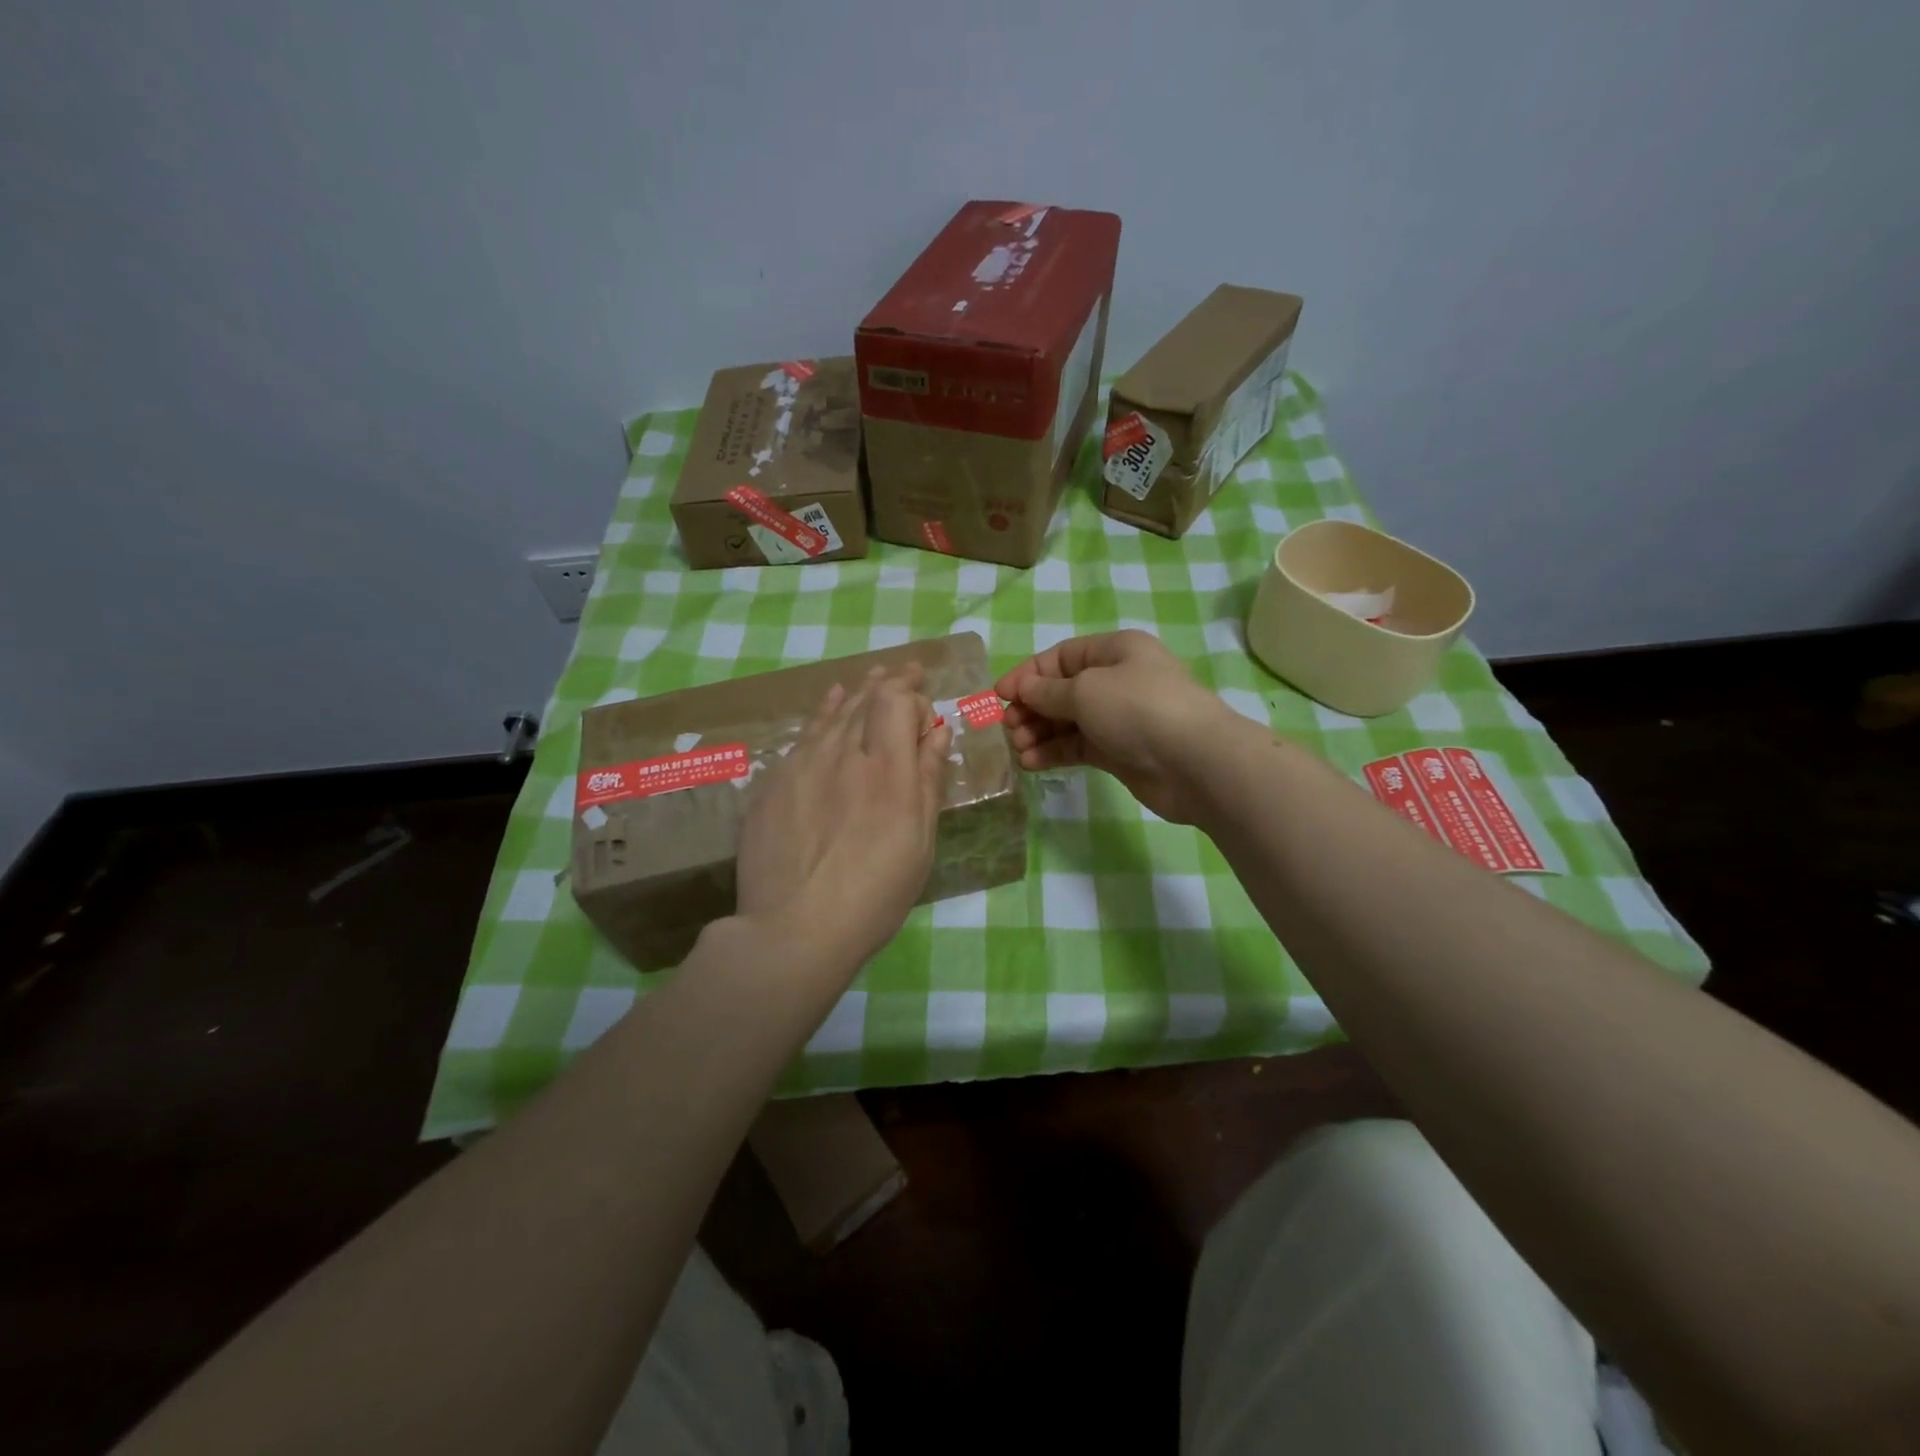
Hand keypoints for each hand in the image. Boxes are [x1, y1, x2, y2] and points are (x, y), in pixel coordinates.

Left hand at [735, 666, 952, 976]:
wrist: (793, 928)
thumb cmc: (874, 894)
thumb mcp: (918, 841)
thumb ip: (927, 779)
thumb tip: (936, 730)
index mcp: (887, 769)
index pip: (897, 702)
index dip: (912, 695)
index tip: (924, 707)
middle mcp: (843, 753)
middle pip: (865, 700)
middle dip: (889, 682)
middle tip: (905, 670)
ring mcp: (801, 764)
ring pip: (832, 713)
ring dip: (856, 693)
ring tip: (870, 677)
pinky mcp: (772, 782)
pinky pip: (803, 736)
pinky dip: (821, 715)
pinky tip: (828, 707)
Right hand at [994, 631, 1236, 823]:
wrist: (1194, 761)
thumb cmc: (1137, 709)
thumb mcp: (1085, 690)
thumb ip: (1048, 692)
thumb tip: (1023, 690)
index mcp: (1114, 651)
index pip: (1059, 658)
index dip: (1027, 675)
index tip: (999, 696)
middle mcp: (1116, 680)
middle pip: (1061, 691)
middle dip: (1031, 708)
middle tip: (1008, 728)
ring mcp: (1119, 718)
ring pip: (1067, 721)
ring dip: (1039, 733)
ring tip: (1018, 749)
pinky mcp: (1119, 751)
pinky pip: (1078, 746)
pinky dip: (1054, 753)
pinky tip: (1031, 763)